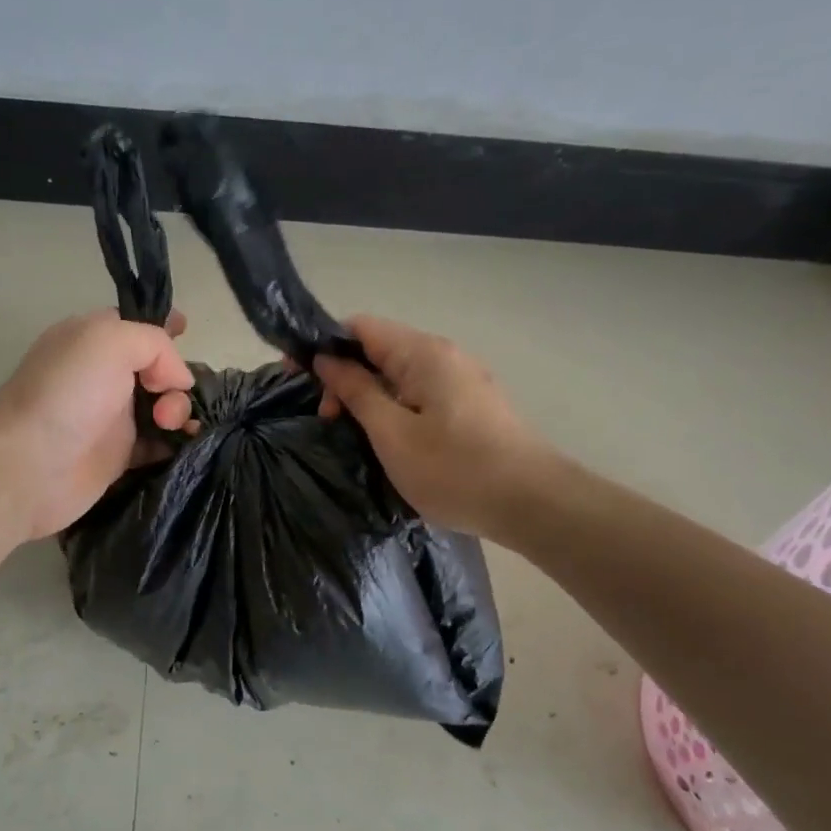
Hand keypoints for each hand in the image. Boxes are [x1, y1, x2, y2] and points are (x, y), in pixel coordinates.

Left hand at [0, 309, 196, 539]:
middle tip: (168, 400)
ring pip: (164, 407)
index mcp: (93, 339)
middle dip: (178, 379)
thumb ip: (155, 344)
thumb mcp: (110, 340)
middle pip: (159, 369)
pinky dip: (176, 442)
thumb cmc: (67, 394)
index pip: (138, 326)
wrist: (29, 466)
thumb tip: (178, 380)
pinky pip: (160, 444)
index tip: (187, 335)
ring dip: (181, 412)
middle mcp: (104, 375)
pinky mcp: (119, 455)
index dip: (166, 329)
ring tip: (172, 426)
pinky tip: (184, 445)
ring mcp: (112, 417)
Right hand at [313, 315, 552, 537]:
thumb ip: (356, 391)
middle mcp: (444, 355)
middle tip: (327, 418)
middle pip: (379, 347)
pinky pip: (419, 391)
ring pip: (399, 372)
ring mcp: (461, 379)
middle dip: (344, 374)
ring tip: (352, 432)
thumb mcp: (392, 433)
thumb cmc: (455, 470)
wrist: (533, 503)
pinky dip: (393, 405)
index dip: (323, 345)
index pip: (360, 326)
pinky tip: (387, 437)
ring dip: (368, 394)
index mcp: (422, 353)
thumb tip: (327, 360)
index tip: (297, 377)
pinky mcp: (471, 404)